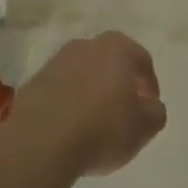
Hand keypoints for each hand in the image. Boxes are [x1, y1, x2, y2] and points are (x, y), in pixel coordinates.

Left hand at [9, 31, 165, 177]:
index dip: (150, 84)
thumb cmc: (102, 128)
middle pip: (110, 62)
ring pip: (83, 74)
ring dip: (91, 91)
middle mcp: (85, 46)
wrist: (40, 142)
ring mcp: (55, 62)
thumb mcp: (145, 126)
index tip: (150, 106)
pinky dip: (68, 103)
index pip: (142, 60)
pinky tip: (70, 127)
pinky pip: (60, 90)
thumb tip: (150, 105)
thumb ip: (155, 112)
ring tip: (95, 121)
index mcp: (117, 48)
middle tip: (125, 109)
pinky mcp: (33, 83)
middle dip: (119, 83)